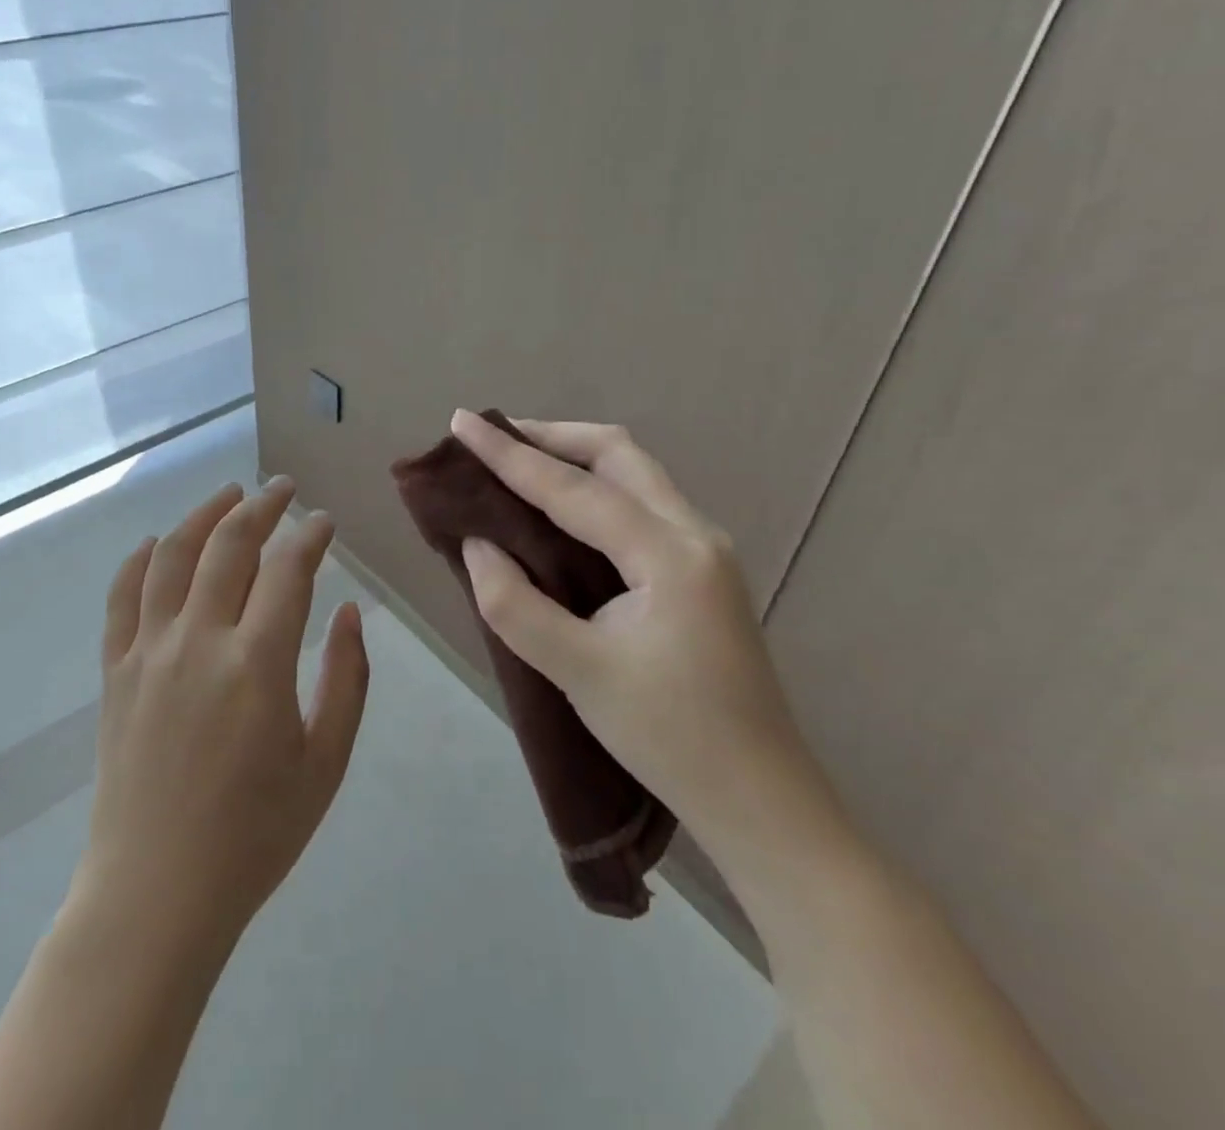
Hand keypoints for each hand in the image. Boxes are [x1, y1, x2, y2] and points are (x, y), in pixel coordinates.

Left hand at [76, 477, 369, 949]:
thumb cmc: (254, 835)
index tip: (324, 521)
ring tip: (229, 494)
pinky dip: (140, 560)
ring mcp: (148, 652)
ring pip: (173, 557)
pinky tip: (158, 543)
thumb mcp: (326, 763)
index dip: (310, 535)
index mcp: (257, 664)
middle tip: (283, 489)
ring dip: (204, 515)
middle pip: (229, 546)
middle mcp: (199, 640)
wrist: (157, 893)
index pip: (288, 570)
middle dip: (262, 506)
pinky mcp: (115, 671)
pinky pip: (122, 597)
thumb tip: (348, 611)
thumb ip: (346, 679)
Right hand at [448, 410, 806, 831]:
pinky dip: (595, 487)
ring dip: (575, 457)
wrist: (762, 801)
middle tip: (494, 439)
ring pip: (635, 473)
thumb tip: (476, 545)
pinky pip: (641, 502)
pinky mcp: (702, 570)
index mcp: (669, 554)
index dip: (510, 454)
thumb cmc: (669, 737)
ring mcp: (706, 549)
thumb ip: (515, 604)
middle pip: (618, 454)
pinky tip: (563, 508)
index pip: (574, 487)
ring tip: (519, 462)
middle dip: (551, 436)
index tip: (462, 423)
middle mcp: (695, 533)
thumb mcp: (578, 673)